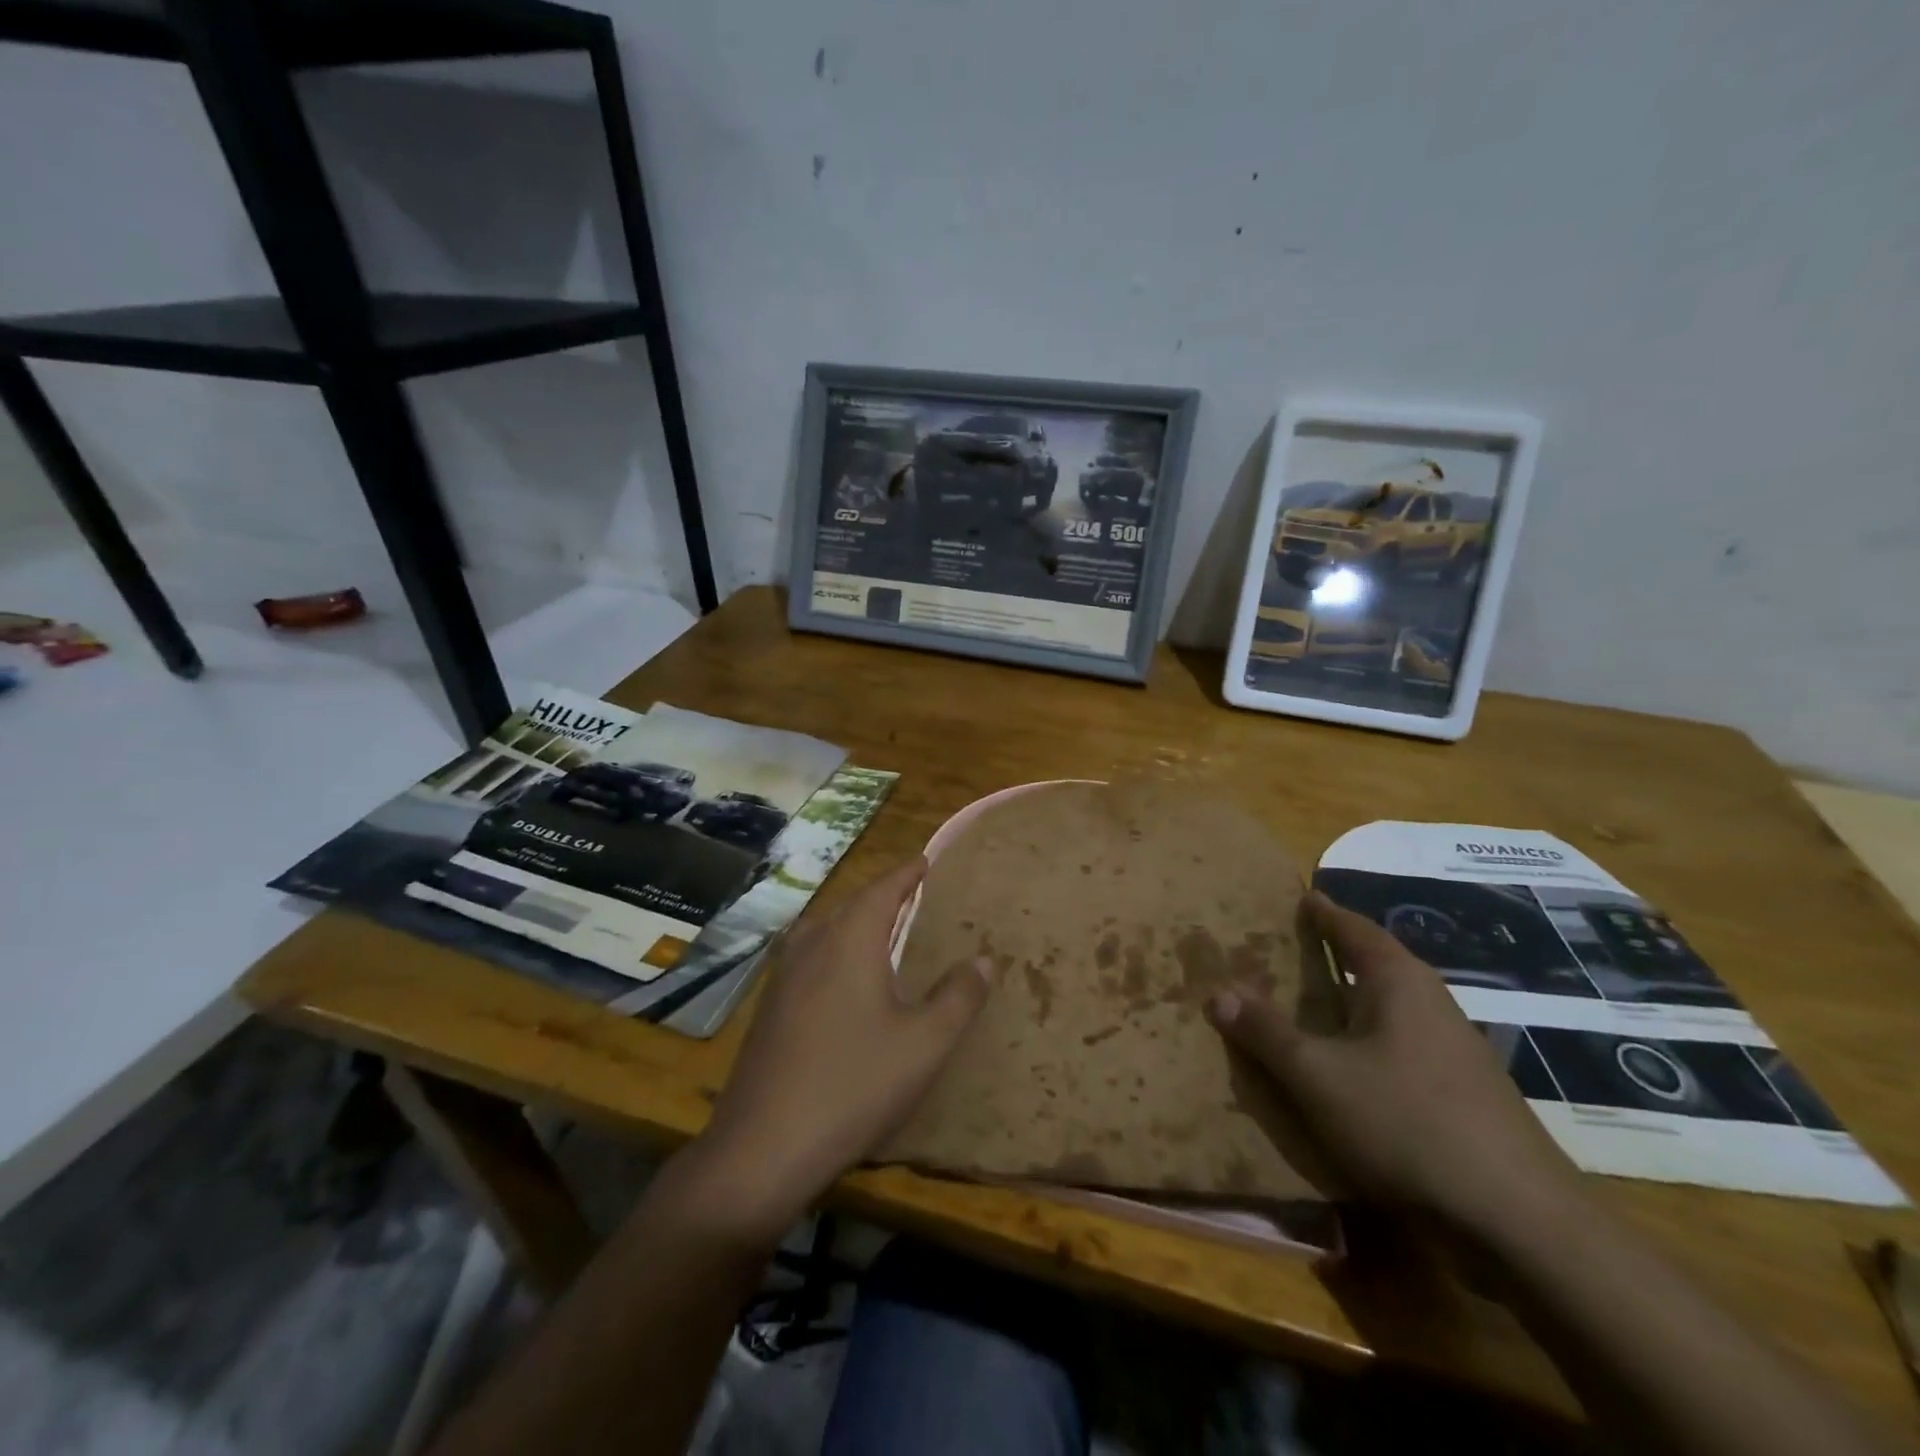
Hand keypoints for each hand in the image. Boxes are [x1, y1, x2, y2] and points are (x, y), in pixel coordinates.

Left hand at [687, 857, 989, 1244]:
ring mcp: (782, 975)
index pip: (882, 888)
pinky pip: (808, 957)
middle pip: (851, 905)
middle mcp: (812, 944)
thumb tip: (984, 960)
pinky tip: (842, 981)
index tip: (925, 861)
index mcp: (850, 940)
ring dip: (854, 924)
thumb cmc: (853, 1085)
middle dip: (882, 897)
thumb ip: (958, 997)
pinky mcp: (768, 1006)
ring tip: (882, 933)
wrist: (763, 1147)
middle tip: (913, 898)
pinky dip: (834, 952)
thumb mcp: (923, 1044)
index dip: (906, 873)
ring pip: (824, 930)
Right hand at [1207, 891, 1580, 1236]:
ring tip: (1308, 1005)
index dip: (1322, 912)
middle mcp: (1431, 1004)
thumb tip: (1217, 991)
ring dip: (1349, 1004)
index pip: (1353, 928)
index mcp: (1399, 981)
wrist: (1520, 1224)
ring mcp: (1454, 1051)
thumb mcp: (1317, 1076)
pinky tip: (1348, 1069)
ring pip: (1388, 1010)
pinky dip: (1366, 1043)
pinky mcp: (1463, 1095)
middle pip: (1374, 964)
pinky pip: (1400, 1048)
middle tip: (1289, 948)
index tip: (1301, 896)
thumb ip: (1266, 1033)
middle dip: (1333, 955)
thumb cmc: (1406, 1123)